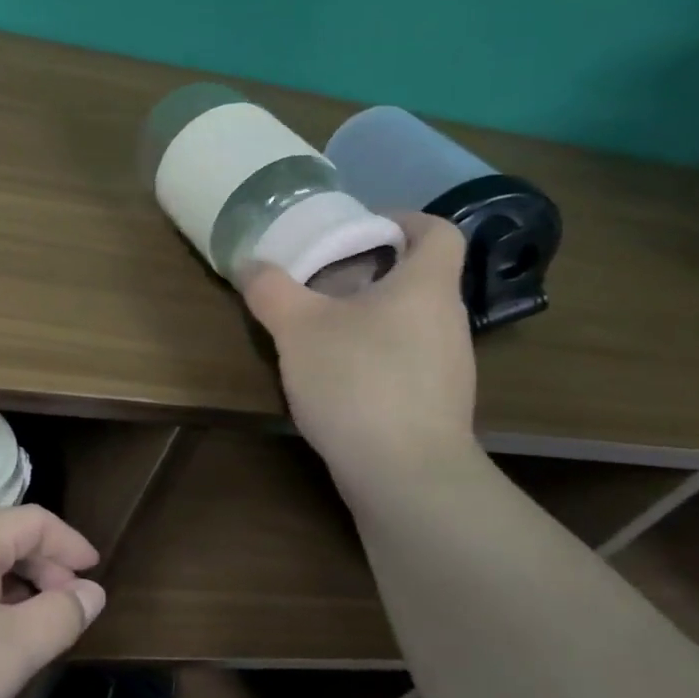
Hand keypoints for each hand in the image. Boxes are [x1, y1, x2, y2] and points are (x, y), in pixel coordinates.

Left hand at [0, 506, 105, 697]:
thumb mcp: (11, 653)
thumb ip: (59, 617)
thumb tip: (90, 591)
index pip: (33, 521)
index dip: (70, 543)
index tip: (94, 573)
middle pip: (1, 537)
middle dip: (42, 567)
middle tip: (66, 606)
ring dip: (8, 584)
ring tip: (25, 625)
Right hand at [241, 212, 478, 494]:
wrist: (404, 477)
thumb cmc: (358, 382)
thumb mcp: (298, 328)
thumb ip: (271, 290)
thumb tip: (250, 265)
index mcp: (426, 287)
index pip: (438, 231)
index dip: (404, 220)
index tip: (361, 228)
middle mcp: (447, 320)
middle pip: (418, 278)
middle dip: (370, 271)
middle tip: (321, 279)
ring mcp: (448, 367)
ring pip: (409, 322)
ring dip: (369, 316)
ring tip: (321, 329)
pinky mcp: (436, 406)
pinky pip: (406, 361)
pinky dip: (375, 355)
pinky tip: (336, 378)